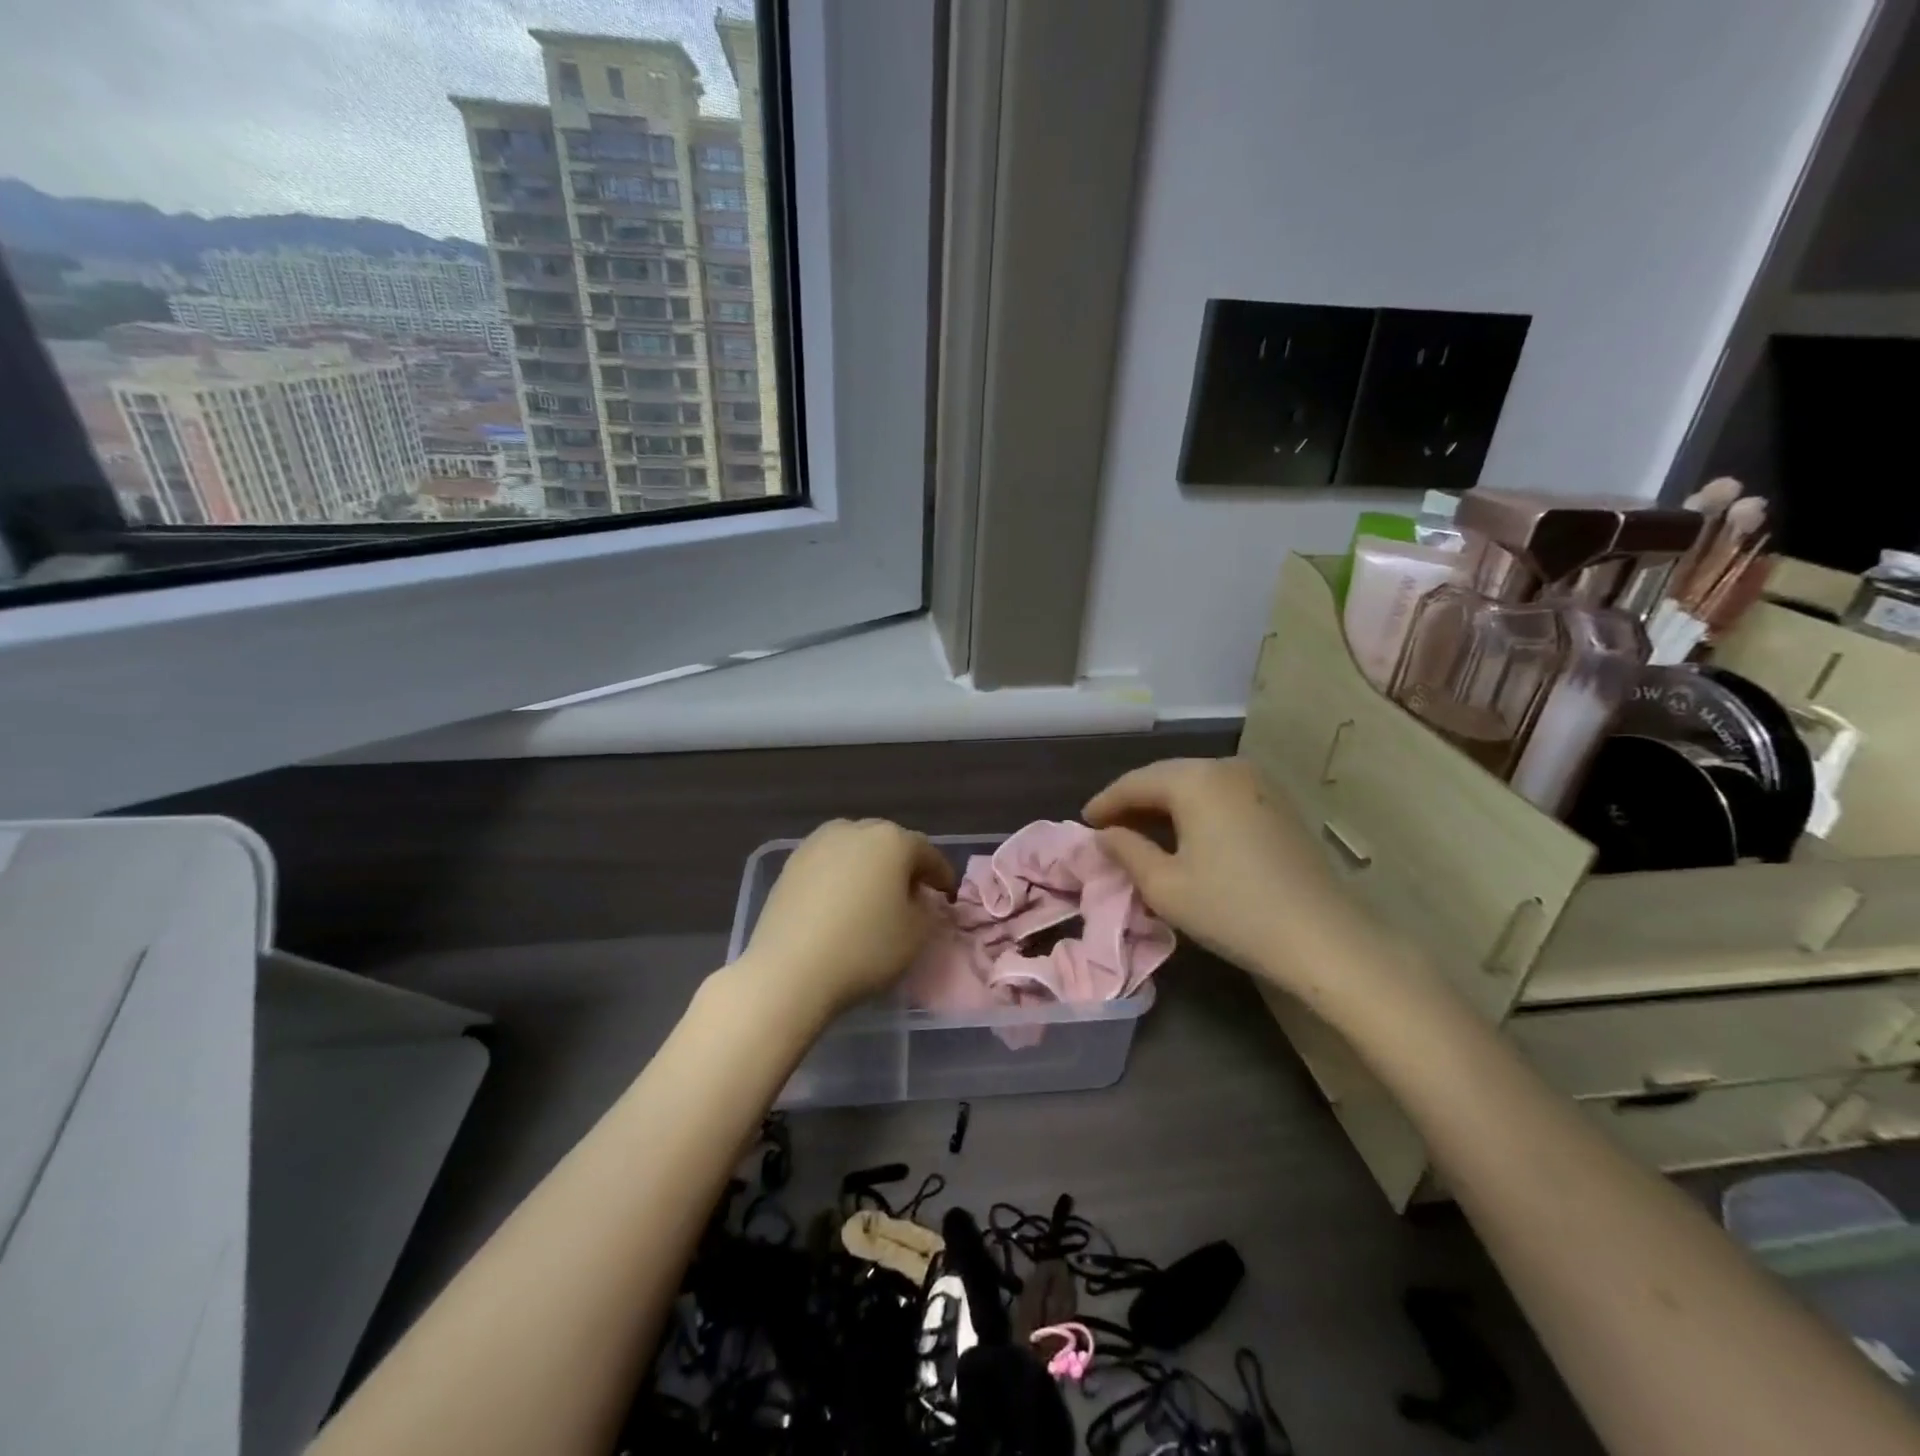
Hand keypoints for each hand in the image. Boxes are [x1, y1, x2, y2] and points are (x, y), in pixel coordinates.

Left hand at [741, 819, 955, 1017]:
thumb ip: (928, 909)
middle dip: (904, 866)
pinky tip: (840, 904)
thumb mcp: (916, 935)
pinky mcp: (791, 864)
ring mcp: (817, 844)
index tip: (947, 896)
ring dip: (870, 868)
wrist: (789, 970)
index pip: (927, 852)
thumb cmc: (864, 948)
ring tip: (873, 897)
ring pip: (855, 850)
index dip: (941, 875)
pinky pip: (828, 865)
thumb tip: (919, 898)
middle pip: (889, 843)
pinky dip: (840, 878)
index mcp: (892, 840)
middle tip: (912, 895)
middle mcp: (854, 830)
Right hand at [1084, 758, 1368, 991]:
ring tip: (1141, 831)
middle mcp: (1227, 767)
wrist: (1322, 938)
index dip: (1106, 802)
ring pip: (1195, 784)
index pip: (1136, 782)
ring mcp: (1259, 783)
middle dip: (1134, 800)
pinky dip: (1195, 810)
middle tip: (1107, 827)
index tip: (1083, 823)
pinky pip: (1221, 796)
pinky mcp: (1278, 804)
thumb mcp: (1165, 886)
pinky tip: (1185, 834)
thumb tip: (1106, 835)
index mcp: (1196, 779)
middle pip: (1167, 776)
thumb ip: (1126, 851)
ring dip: (1165, 805)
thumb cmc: (1233, 909)